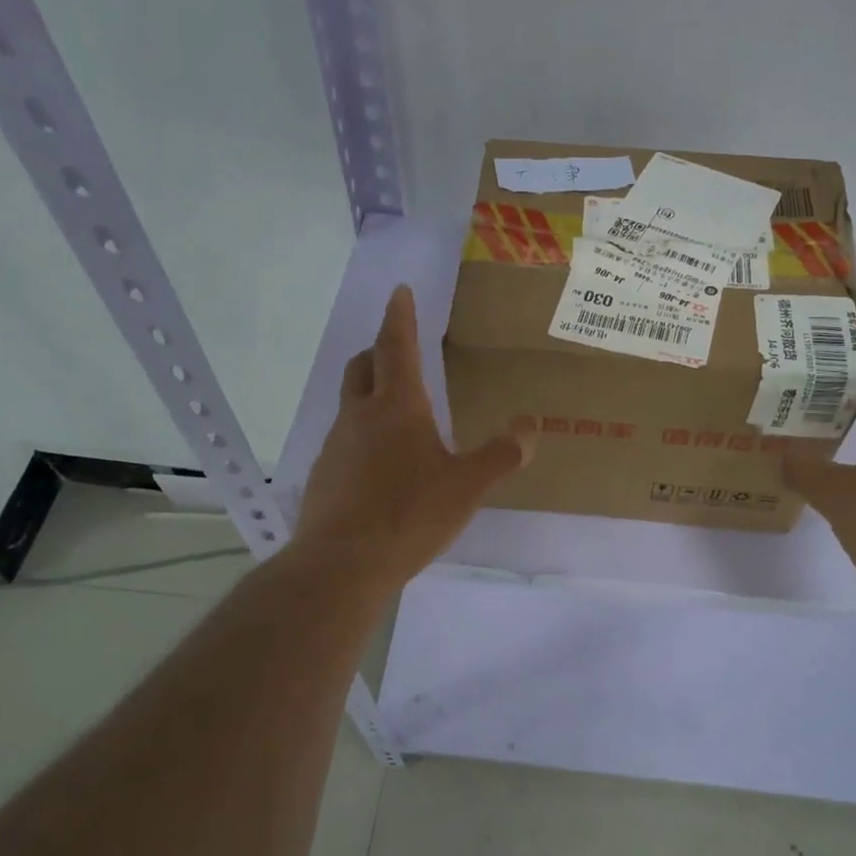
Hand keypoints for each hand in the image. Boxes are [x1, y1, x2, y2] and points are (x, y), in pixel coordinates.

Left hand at [293, 286, 529, 591]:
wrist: (341, 564)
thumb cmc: (409, 515)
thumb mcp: (467, 487)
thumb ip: (501, 455)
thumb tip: (531, 426)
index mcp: (398, 407)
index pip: (397, 346)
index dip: (399, 316)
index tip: (399, 291)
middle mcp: (361, 417)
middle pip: (363, 366)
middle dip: (379, 350)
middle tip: (397, 348)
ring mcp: (336, 446)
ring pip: (351, 404)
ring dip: (370, 395)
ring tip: (396, 414)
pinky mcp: (324, 476)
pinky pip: (345, 442)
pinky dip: (362, 437)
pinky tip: (379, 466)